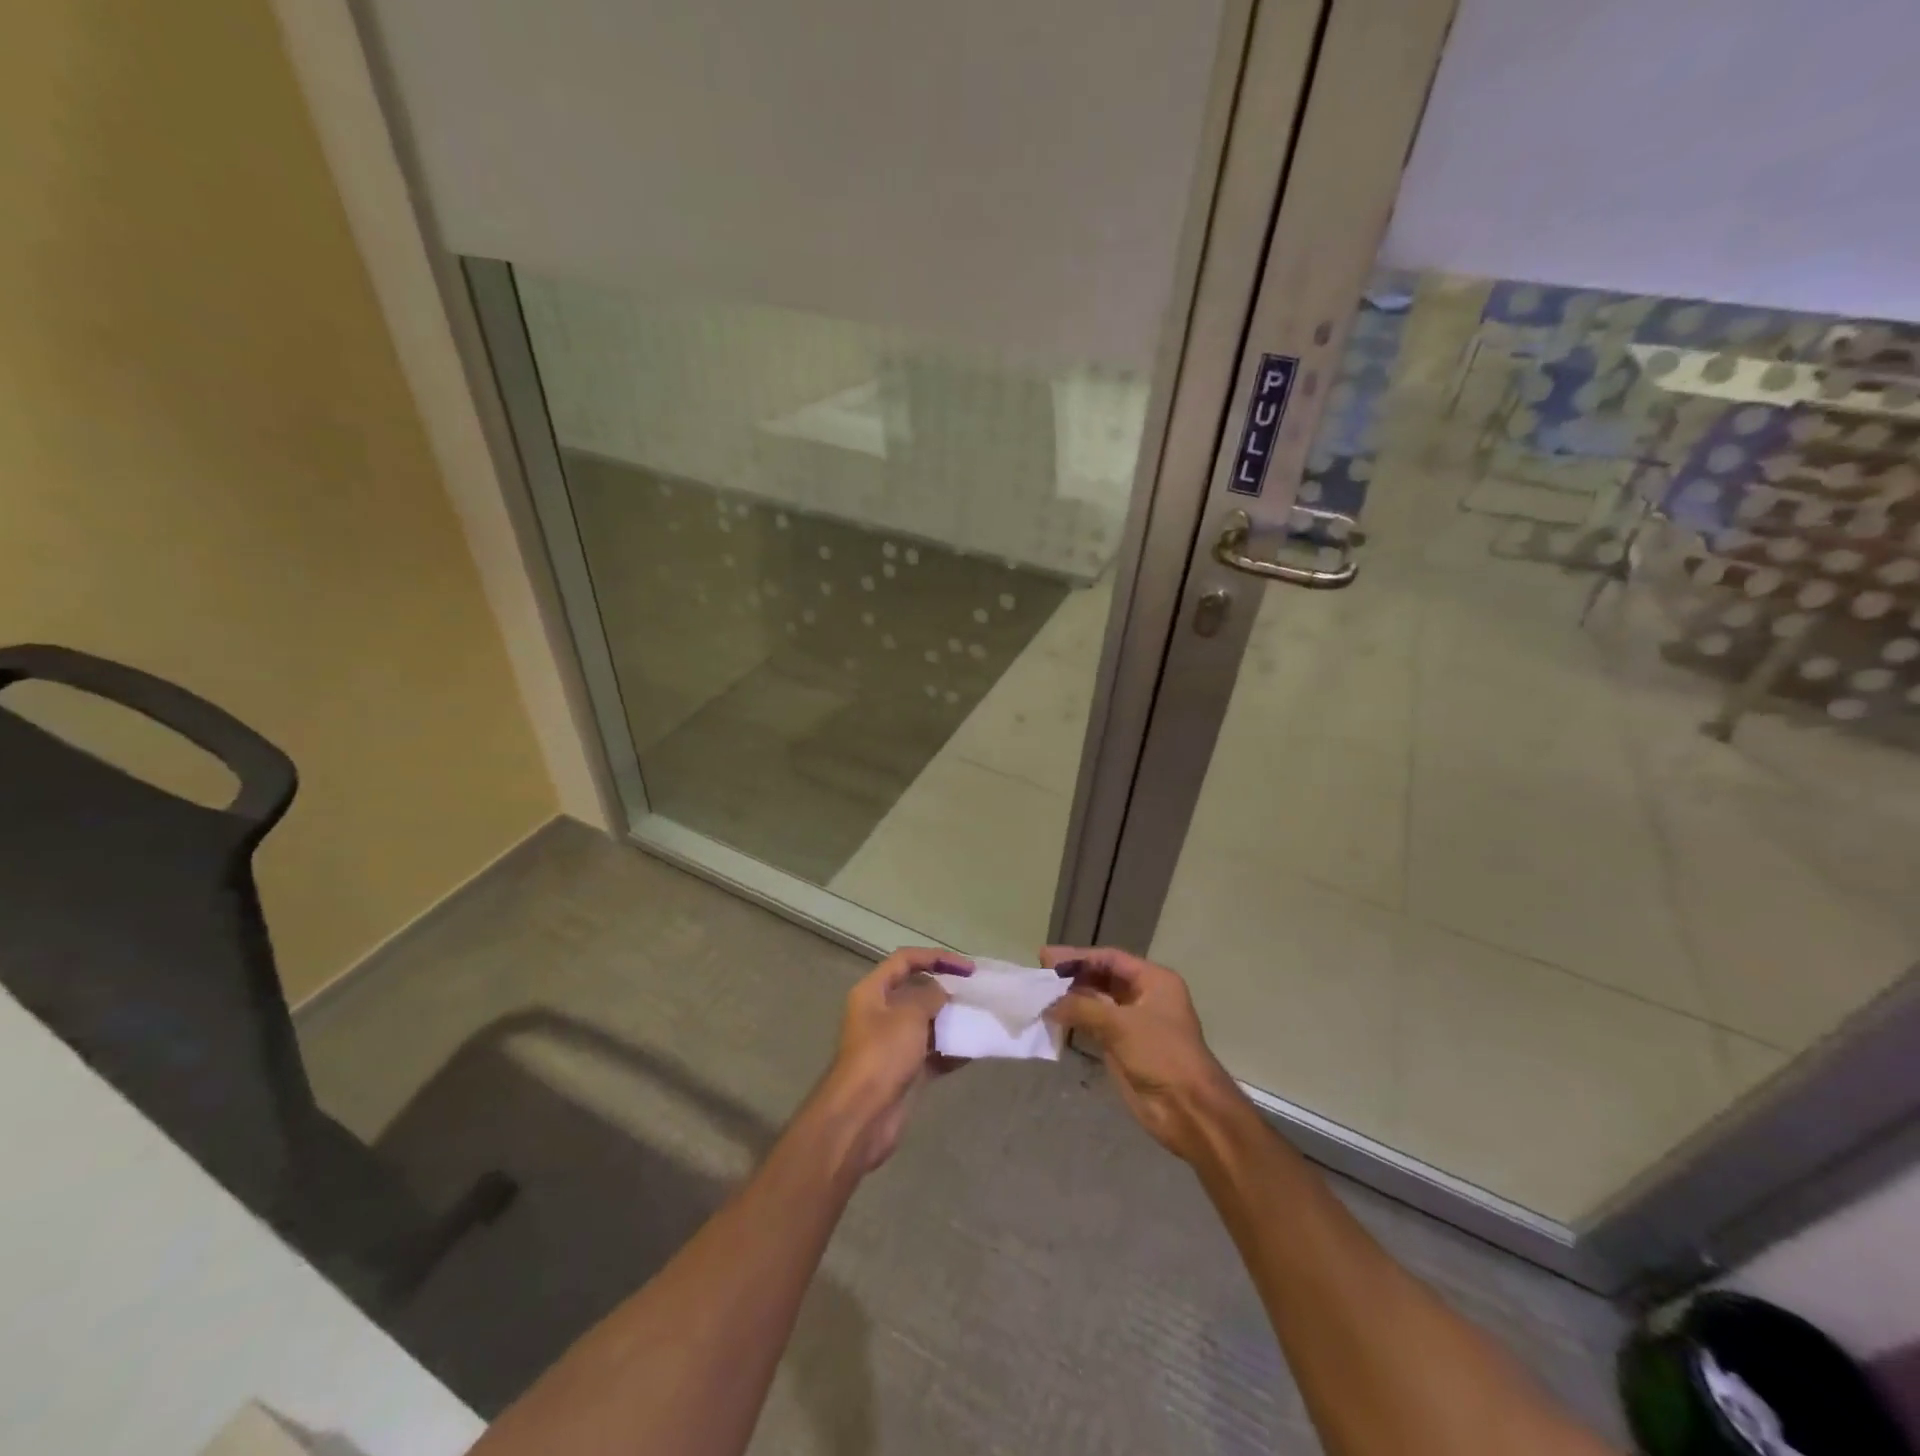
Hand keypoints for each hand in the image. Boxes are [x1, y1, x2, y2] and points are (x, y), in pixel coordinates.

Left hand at [816, 947, 970, 1172]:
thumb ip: (930, 996)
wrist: (862, 1116)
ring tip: (979, 1018)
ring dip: (950, 1020)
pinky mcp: (903, 1071)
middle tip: (976, 992)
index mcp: (872, 992)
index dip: (936, 957)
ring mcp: (891, 1044)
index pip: (905, 960)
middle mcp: (879, 1013)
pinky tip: (973, 1049)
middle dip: (946, 990)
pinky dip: (950, 1050)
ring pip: (925, 1023)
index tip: (967, 967)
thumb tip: (942, 992)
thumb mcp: (909, 1016)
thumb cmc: (883, 1054)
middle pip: (916, 991)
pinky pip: (931, 1053)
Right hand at [1042, 946, 1246, 1163]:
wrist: (1188, 1110)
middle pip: (1103, 978)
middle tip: (1040, 974)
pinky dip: (1075, 1020)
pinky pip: (1094, 1026)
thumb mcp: (1120, 1025)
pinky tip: (1053, 1018)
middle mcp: (1144, 997)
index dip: (1078, 956)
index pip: (1110, 959)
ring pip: (1097, 1002)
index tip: (1047, 957)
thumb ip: (1082, 1007)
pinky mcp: (1124, 1048)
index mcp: (1153, 981)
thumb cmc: (1161, 1055)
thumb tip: (1048, 1001)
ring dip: (1071, 998)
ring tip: (1041, 995)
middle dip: (1073, 976)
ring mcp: (1134, 1023)